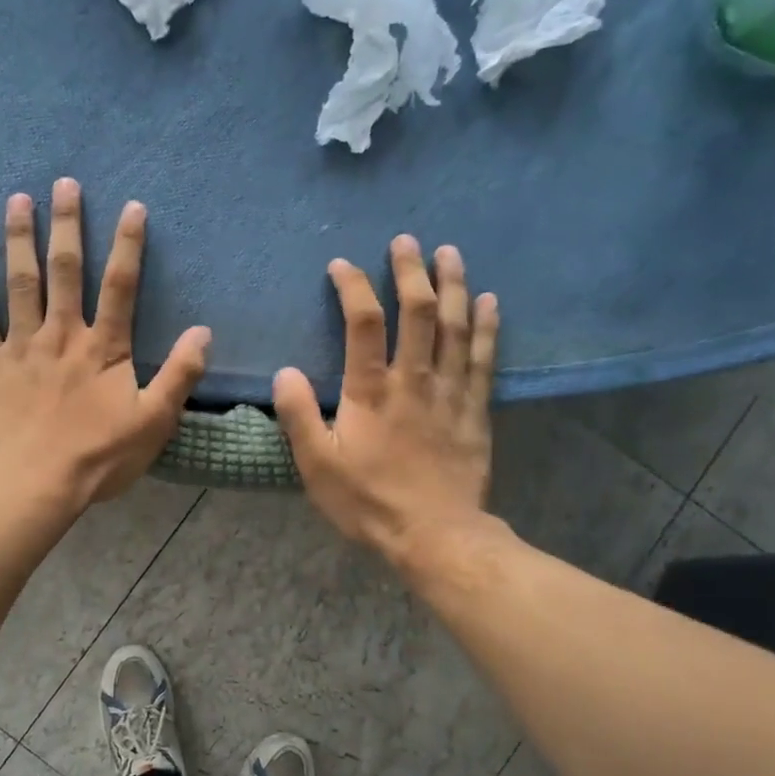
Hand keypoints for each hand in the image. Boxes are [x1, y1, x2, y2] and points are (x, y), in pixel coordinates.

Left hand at [0, 179, 210, 511]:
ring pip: (21, 282)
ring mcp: (22, 346)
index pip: (121, 286)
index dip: (128, 245)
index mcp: (104, 348)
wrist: (35, 482)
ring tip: (17, 199)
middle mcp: (62, 334)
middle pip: (66, 270)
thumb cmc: (98, 456)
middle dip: (67, 225)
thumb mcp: (154, 422)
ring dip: (19, 238)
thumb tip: (203, 331)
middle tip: (63, 183)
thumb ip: (179, 375)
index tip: (132, 206)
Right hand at [274, 235, 499, 566]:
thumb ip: (298, 415)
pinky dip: (487, 326)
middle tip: (406, 241)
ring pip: (456, 326)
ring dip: (453, 285)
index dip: (354, 287)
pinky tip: (488, 301)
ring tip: (450, 252)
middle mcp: (415, 379)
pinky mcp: (475, 410)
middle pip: (418, 311)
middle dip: (411, 271)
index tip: (342, 264)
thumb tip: (285, 371)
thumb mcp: (317, 465)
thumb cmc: (368, 501)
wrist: (434, 535)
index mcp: (371, 390)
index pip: (364, 322)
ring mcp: (450, 392)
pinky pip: (484, 358)